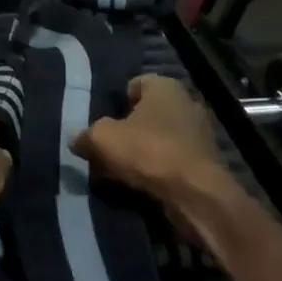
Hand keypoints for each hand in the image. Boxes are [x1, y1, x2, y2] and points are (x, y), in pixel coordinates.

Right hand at [69, 74, 230, 202]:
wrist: (199, 196)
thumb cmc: (150, 151)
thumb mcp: (104, 139)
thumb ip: (86, 135)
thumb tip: (75, 139)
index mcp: (164, 86)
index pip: (135, 84)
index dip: (117, 101)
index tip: (104, 121)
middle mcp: (186, 102)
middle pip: (148, 112)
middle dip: (130, 127)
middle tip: (110, 145)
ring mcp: (200, 133)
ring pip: (161, 137)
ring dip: (145, 150)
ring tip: (123, 168)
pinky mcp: (207, 163)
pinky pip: (174, 159)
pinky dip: (160, 168)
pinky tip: (144, 183)